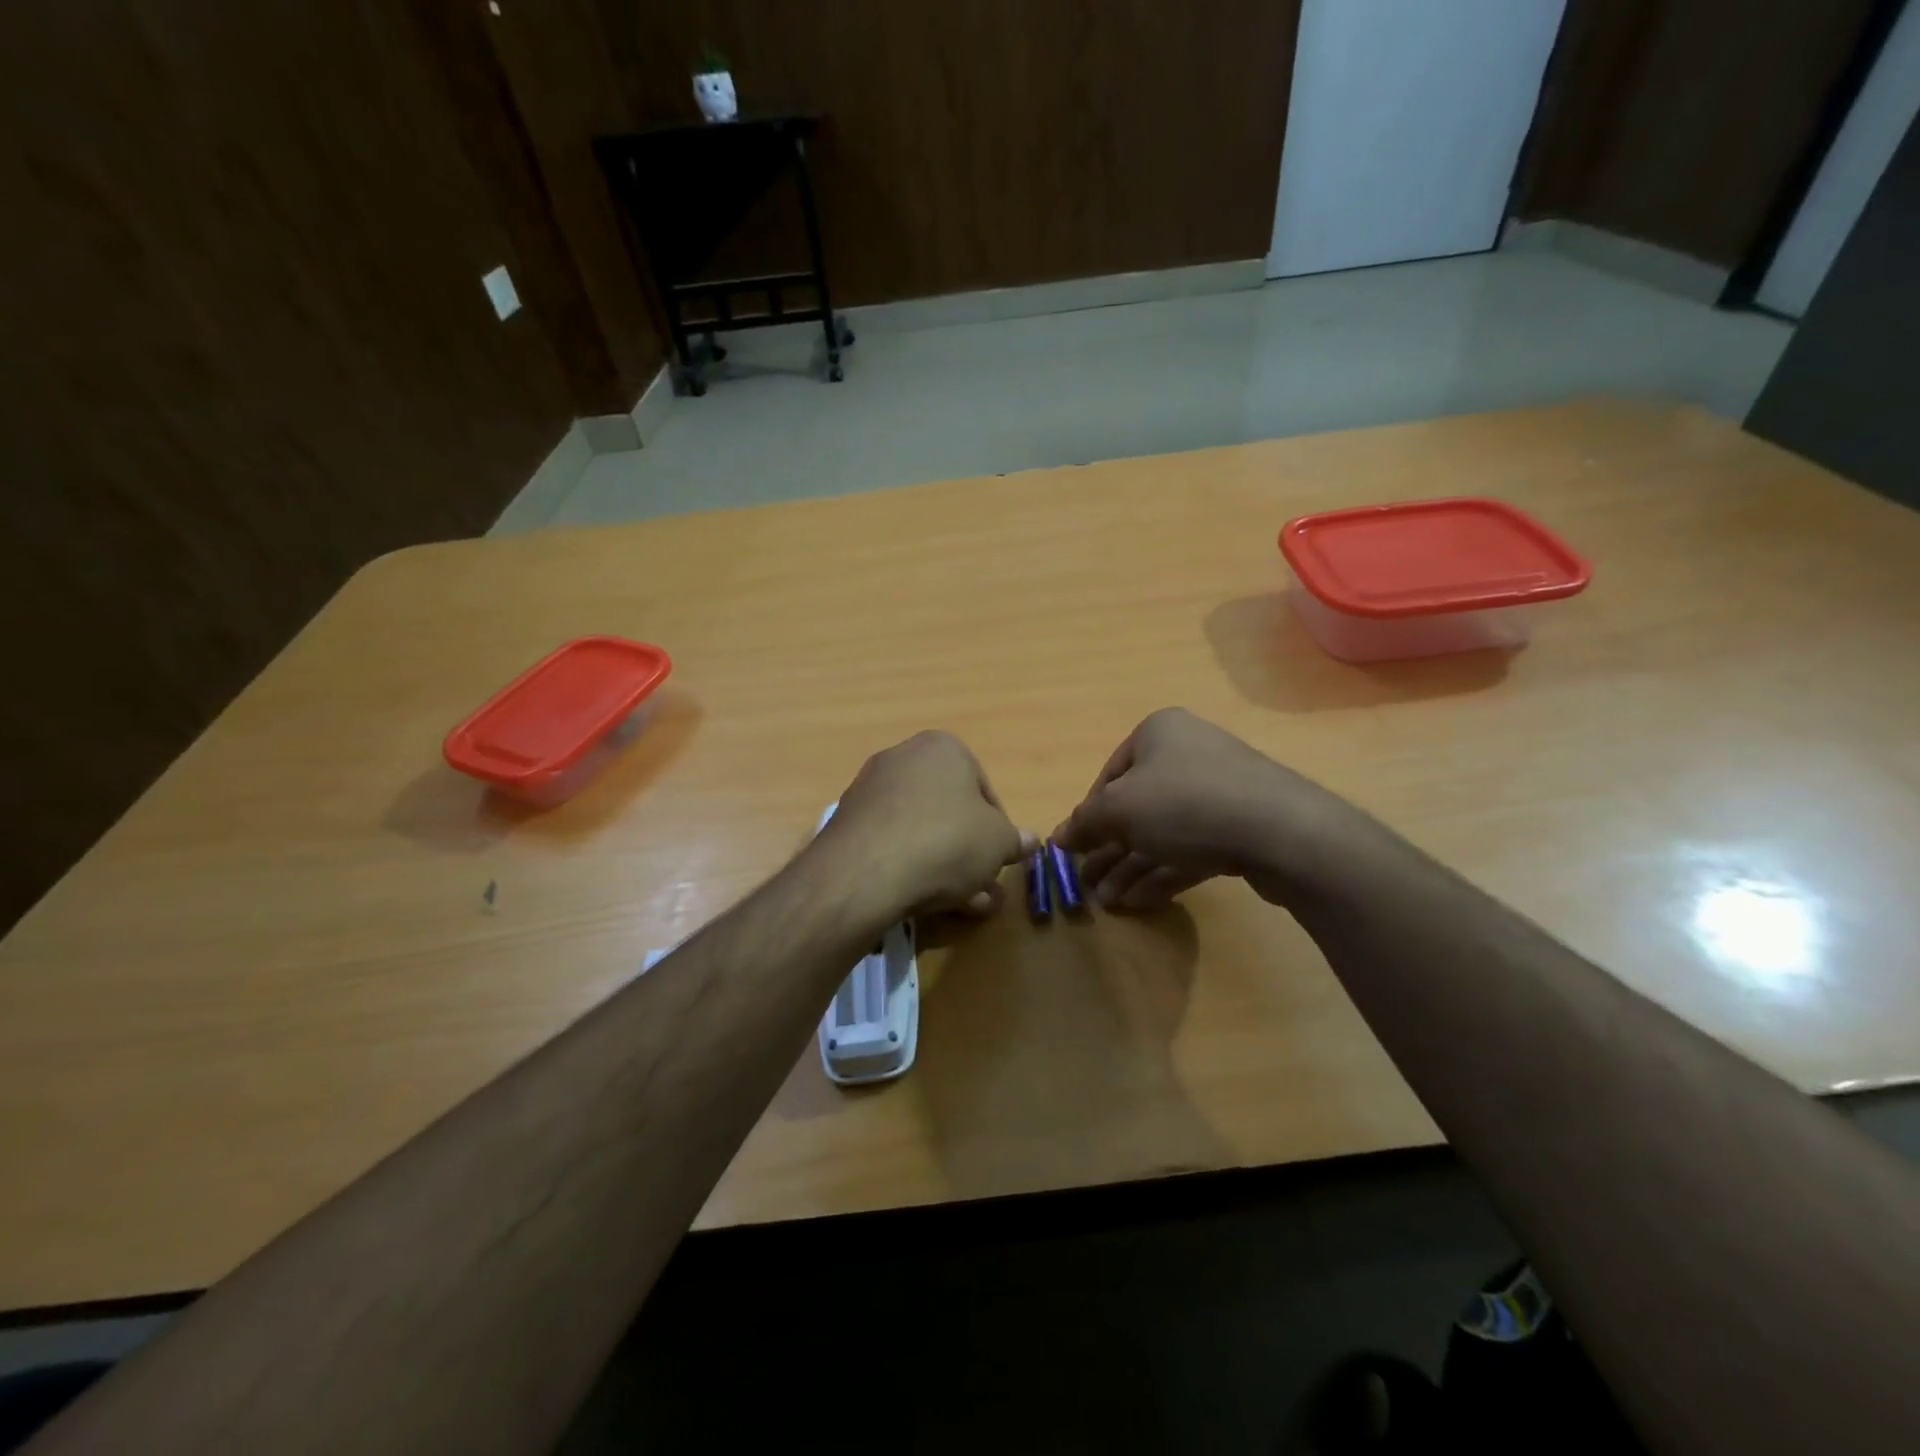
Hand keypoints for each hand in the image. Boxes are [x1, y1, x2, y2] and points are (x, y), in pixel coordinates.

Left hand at [819, 730, 1032, 918]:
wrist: (866, 872)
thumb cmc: (947, 841)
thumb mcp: (998, 843)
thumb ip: (1015, 840)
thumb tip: (1032, 841)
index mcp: (942, 748)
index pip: (983, 789)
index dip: (998, 828)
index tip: (1000, 857)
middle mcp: (903, 758)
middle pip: (949, 811)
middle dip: (970, 853)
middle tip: (984, 889)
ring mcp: (870, 790)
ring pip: (921, 831)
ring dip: (945, 867)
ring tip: (963, 906)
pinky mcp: (847, 824)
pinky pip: (892, 843)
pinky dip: (910, 867)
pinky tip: (924, 900)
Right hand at [1052, 708, 1370, 911]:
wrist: (1280, 830)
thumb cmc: (1184, 803)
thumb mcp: (1118, 810)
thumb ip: (1084, 823)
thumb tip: (1058, 837)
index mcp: (1158, 733)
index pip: (1109, 776)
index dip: (1089, 816)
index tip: (1075, 851)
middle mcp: (1188, 753)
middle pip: (1136, 807)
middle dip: (1109, 850)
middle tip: (1088, 885)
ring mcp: (1218, 791)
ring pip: (1162, 832)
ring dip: (1131, 867)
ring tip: (1109, 902)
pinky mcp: (1240, 827)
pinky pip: (1191, 848)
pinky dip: (1163, 872)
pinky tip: (1140, 902)